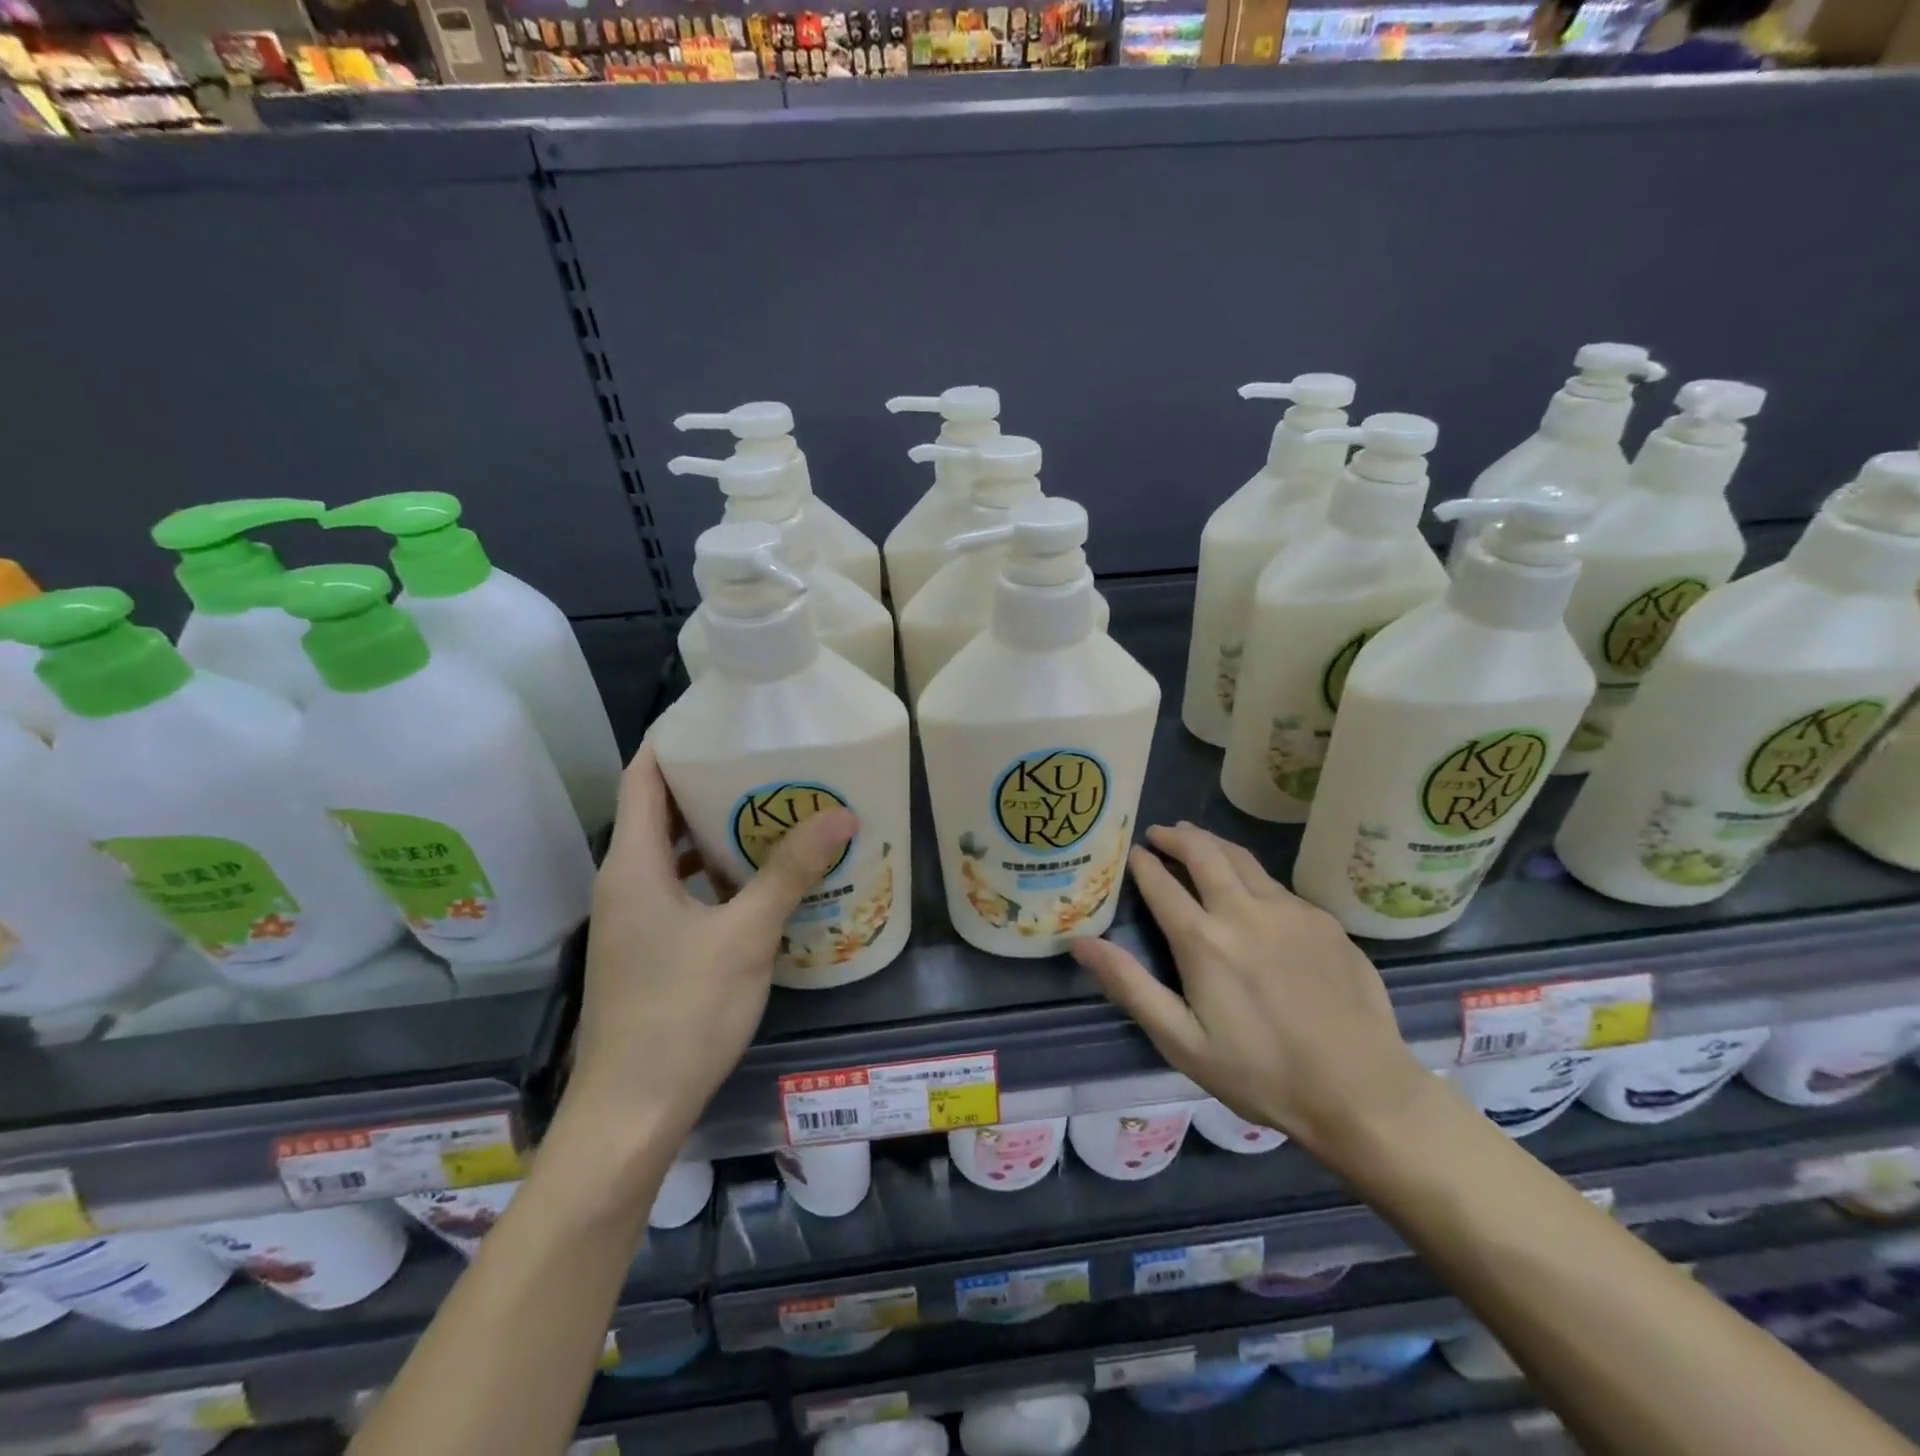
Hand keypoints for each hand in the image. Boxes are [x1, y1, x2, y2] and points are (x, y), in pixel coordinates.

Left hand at [567, 745, 855, 1137]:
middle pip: (658, 809)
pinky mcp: (648, 947)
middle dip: (707, 780)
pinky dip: (713, 871)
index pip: (642, 776)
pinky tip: (758, 879)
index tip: (722, 715)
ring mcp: (633, 917)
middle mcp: (624, 881)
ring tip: (772, 807)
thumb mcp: (745, 936)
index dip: (674, 739)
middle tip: (766, 758)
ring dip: (714, 828)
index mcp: (632, 863)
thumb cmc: (681, 1013)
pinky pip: (680, 887)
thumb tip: (840, 813)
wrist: (631, 1112)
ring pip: (671, 851)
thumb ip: (789, 872)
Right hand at [1071, 822, 1429, 1166]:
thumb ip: (1129, 985)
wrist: (1362, 1092)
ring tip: (1196, 839)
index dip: (1142, 864)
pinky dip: (1250, 873)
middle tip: (1160, 833)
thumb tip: (1081, 942)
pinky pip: (1276, 884)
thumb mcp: (1182, 1041)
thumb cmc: (1261, 1073)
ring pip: (1242, 858)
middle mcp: (1244, 911)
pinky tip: (1250, 889)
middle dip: (1176, 836)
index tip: (1131, 852)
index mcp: (1203, 940)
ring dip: (1212, 843)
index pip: (1161, 883)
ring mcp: (1290, 911)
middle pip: (1204, 852)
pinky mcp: (1323, 921)